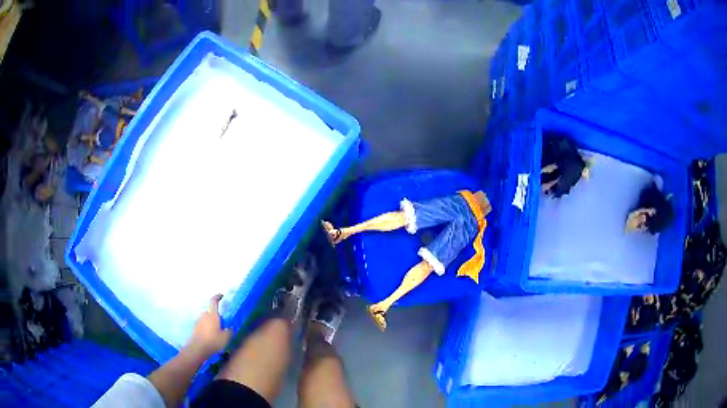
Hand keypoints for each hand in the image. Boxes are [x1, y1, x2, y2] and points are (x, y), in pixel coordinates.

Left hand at [188, 294, 232, 356]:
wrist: (198, 348)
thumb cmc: (213, 341)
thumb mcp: (226, 337)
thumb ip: (229, 331)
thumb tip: (230, 328)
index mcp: (212, 315)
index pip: (213, 302)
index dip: (217, 297)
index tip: (221, 295)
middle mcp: (204, 316)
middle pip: (210, 313)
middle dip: (216, 317)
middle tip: (221, 325)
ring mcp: (198, 322)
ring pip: (206, 320)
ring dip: (210, 324)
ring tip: (216, 334)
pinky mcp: (195, 328)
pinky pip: (202, 326)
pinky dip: (206, 329)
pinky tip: (210, 338)